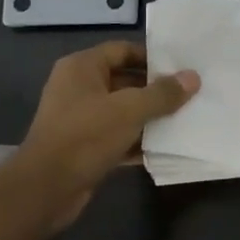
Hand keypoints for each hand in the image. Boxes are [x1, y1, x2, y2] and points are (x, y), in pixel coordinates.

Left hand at [15, 42, 199, 229]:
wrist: (46, 189)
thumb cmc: (86, 136)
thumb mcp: (130, 110)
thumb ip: (162, 93)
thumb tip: (193, 78)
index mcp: (82, 68)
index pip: (122, 50)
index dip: (152, 57)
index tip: (181, 67)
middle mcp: (78, 88)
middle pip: (124, 80)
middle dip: (155, 89)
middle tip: (189, 94)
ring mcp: (80, 119)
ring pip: (122, 111)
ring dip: (149, 116)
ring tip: (184, 118)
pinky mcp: (84, 147)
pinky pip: (117, 136)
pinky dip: (138, 140)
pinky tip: (165, 147)